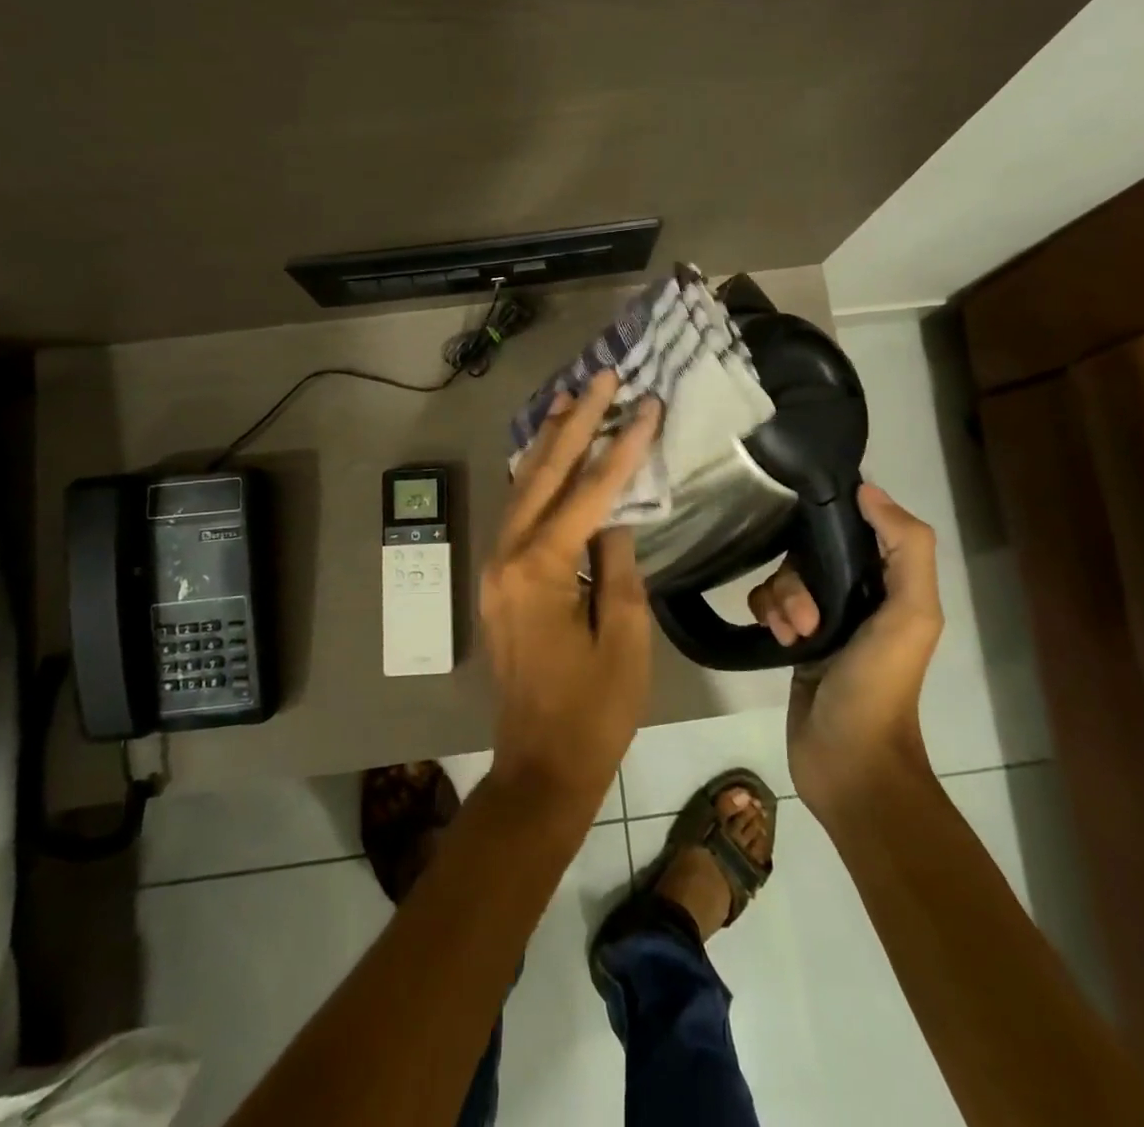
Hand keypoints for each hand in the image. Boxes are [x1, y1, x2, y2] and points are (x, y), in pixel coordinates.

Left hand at [479, 372, 660, 811]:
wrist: (540, 765)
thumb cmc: (594, 709)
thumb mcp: (625, 637)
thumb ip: (618, 565)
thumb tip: (613, 516)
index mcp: (542, 570)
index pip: (590, 493)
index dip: (622, 447)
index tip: (646, 405)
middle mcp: (508, 558)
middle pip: (544, 475)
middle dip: (575, 423)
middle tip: (601, 378)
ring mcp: (497, 569)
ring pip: (522, 489)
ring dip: (550, 443)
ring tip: (573, 400)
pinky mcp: (499, 582)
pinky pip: (518, 515)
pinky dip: (538, 480)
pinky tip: (551, 457)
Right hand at [747, 483, 943, 823]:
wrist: (849, 760)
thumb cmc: (881, 684)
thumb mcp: (911, 613)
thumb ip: (906, 547)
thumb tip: (867, 490)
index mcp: (891, 584)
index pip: (857, 528)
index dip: (832, 519)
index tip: (805, 521)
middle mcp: (858, 595)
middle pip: (811, 553)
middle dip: (800, 577)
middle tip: (806, 615)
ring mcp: (824, 618)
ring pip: (785, 578)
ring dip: (782, 600)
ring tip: (793, 634)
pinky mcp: (794, 640)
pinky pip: (767, 603)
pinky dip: (768, 615)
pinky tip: (778, 640)